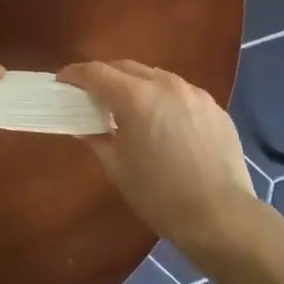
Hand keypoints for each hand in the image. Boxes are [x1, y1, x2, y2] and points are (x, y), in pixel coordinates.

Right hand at [56, 60, 258, 252]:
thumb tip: (84, 126)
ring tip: (128, 108)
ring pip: (155, 77)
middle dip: (105, 76)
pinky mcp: (214, 106)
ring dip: (136, 85)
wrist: (222, 216)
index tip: (62, 82)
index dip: (74, 75)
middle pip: (126, 67)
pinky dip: (163, 99)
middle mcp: (165, 84)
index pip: (96, 73)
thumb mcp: (118, 169)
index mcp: (136, 97)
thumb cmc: (161, 196)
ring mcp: (194, 92)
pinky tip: (163, 123)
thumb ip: (97, 139)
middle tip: (91, 95)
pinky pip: (180, 93)